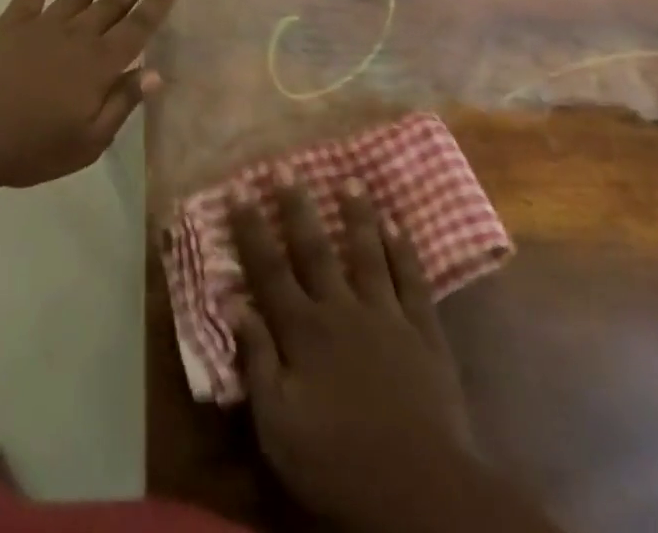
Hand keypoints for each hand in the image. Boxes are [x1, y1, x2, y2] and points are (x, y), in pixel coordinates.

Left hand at [0, 0, 177, 188]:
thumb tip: (155, 73)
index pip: (137, 29)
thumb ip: (122, 104)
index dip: (156, 6)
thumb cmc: (31, 146)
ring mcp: (45, 24)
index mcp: (100, 65)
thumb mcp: (88, 141)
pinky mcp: (14, 21)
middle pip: (112, 4)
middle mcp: (78, 36)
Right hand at [230, 180, 479, 532]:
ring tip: (350, 180)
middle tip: (286, 167)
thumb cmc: (339, 463)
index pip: (269, 270)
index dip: (251, 229)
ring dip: (357, 216)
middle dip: (297, 207)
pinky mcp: (423, 331)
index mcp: (304, 332)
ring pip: (367, 253)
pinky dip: (403, 250)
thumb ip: (257, 361)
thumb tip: (233, 303)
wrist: (421, 491)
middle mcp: (342, 310)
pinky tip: (397, 224)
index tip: (239, 190)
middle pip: (314, 249)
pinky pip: (411, 280)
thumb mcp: (279, 427)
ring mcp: (386, 315)